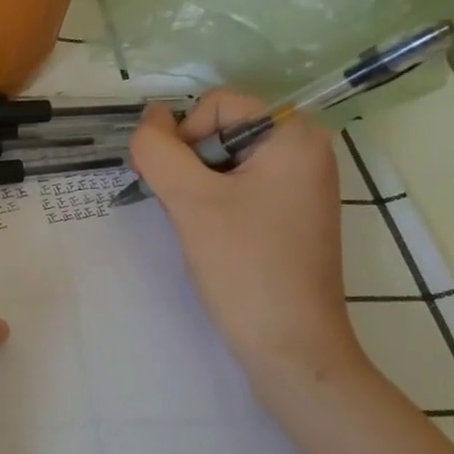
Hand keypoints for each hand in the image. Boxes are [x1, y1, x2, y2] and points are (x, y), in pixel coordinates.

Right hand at [129, 92, 368, 383]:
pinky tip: (212, 238)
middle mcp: (305, 151)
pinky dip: (214, 205)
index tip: (182, 188)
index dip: (185, 138)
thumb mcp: (190, 200)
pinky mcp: (290, 215)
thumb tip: (149, 117)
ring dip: (196, 188)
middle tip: (187, 211)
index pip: (216, 105)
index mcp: (294, 136)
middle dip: (190, 166)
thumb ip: (158, 150)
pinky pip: (238, 188)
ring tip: (200, 228)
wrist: (290, 348)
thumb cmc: (245, 266)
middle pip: (220, 131)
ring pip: (222, 162)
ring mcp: (300, 185)